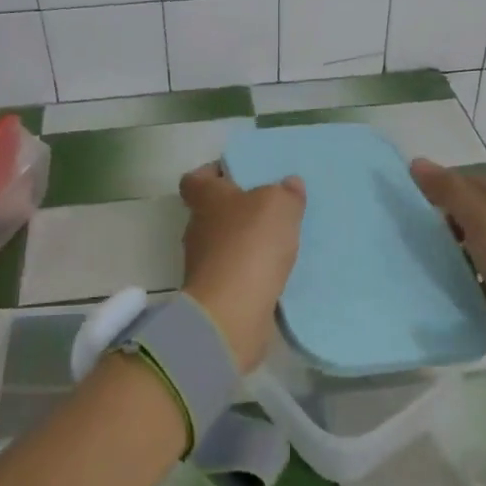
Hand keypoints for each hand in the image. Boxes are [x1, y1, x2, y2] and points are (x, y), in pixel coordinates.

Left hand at [178, 163, 305, 371]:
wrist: (232, 312)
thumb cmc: (250, 244)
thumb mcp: (279, 206)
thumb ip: (286, 193)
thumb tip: (289, 184)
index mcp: (205, 199)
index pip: (196, 179)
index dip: (212, 173)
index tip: (237, 175)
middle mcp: (198, 228)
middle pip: (212, 211)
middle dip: (238, 209)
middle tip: (270, 208)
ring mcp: (204, 263)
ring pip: (225, 244)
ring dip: (246, 242)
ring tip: (280, 241)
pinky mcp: (216, 293)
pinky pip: (236, 273)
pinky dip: (252, 271)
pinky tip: (277, 271)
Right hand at [411, 158, 485, 320]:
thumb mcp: (479, 218)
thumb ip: (449, 189)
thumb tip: (416, 161)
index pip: (466, 180)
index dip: (439, 189)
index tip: (411, 208)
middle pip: (472, 209)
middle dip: (445, 220)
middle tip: (417, 235)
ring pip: (477, 238)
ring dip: (455, 246)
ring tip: (430, 258)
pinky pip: (485, 266)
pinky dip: (469, 270)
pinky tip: (454, 281)